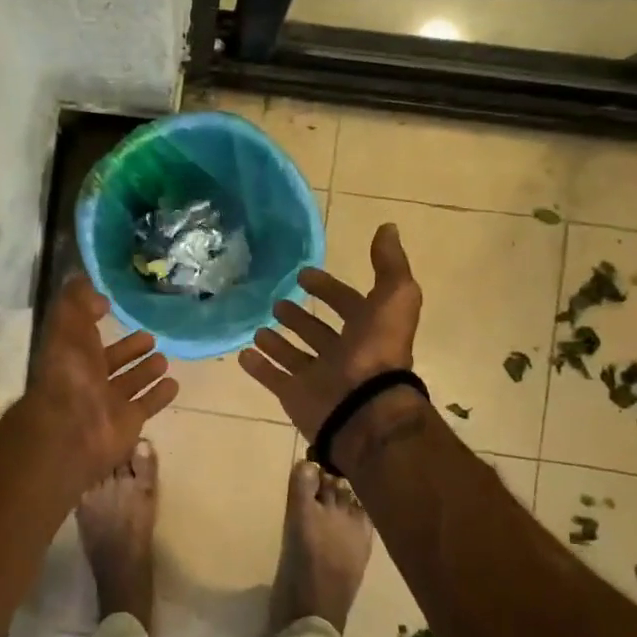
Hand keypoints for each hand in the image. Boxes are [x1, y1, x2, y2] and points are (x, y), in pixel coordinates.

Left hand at [23, 276, 178, 485]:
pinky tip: (174, 383)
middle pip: (110, 360)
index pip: (84, 333)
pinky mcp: (128, 422)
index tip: (115, 304)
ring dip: (146, 370)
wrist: (73, 430)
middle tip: (151, 335)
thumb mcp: (66, 325)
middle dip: (129, 348)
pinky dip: (159, 395)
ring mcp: (108, 402)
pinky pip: (146, 404)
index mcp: (70, 354)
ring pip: (130, 382)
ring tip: (165, 357)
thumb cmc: (69, 373)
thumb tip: (96, 292)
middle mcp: (87, 378)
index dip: (96, 319)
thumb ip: (77, 301)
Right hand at [237, 223, 421, 438]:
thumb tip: (388, 228)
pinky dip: (259, 367)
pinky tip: (243, 354)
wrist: (363, 408)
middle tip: (277, 301)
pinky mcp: (296, 396)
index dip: (328, 289)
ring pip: (294, 355)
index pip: (347, 304)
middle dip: (300, 316)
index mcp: (367, 331)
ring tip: (258, 327)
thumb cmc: (376, 351)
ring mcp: (318, 377)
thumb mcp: (394, 298)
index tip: (303, 274)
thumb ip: (389, 265)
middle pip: (318, 331)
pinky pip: (273, 379)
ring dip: (277, 341)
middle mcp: (343, 354)